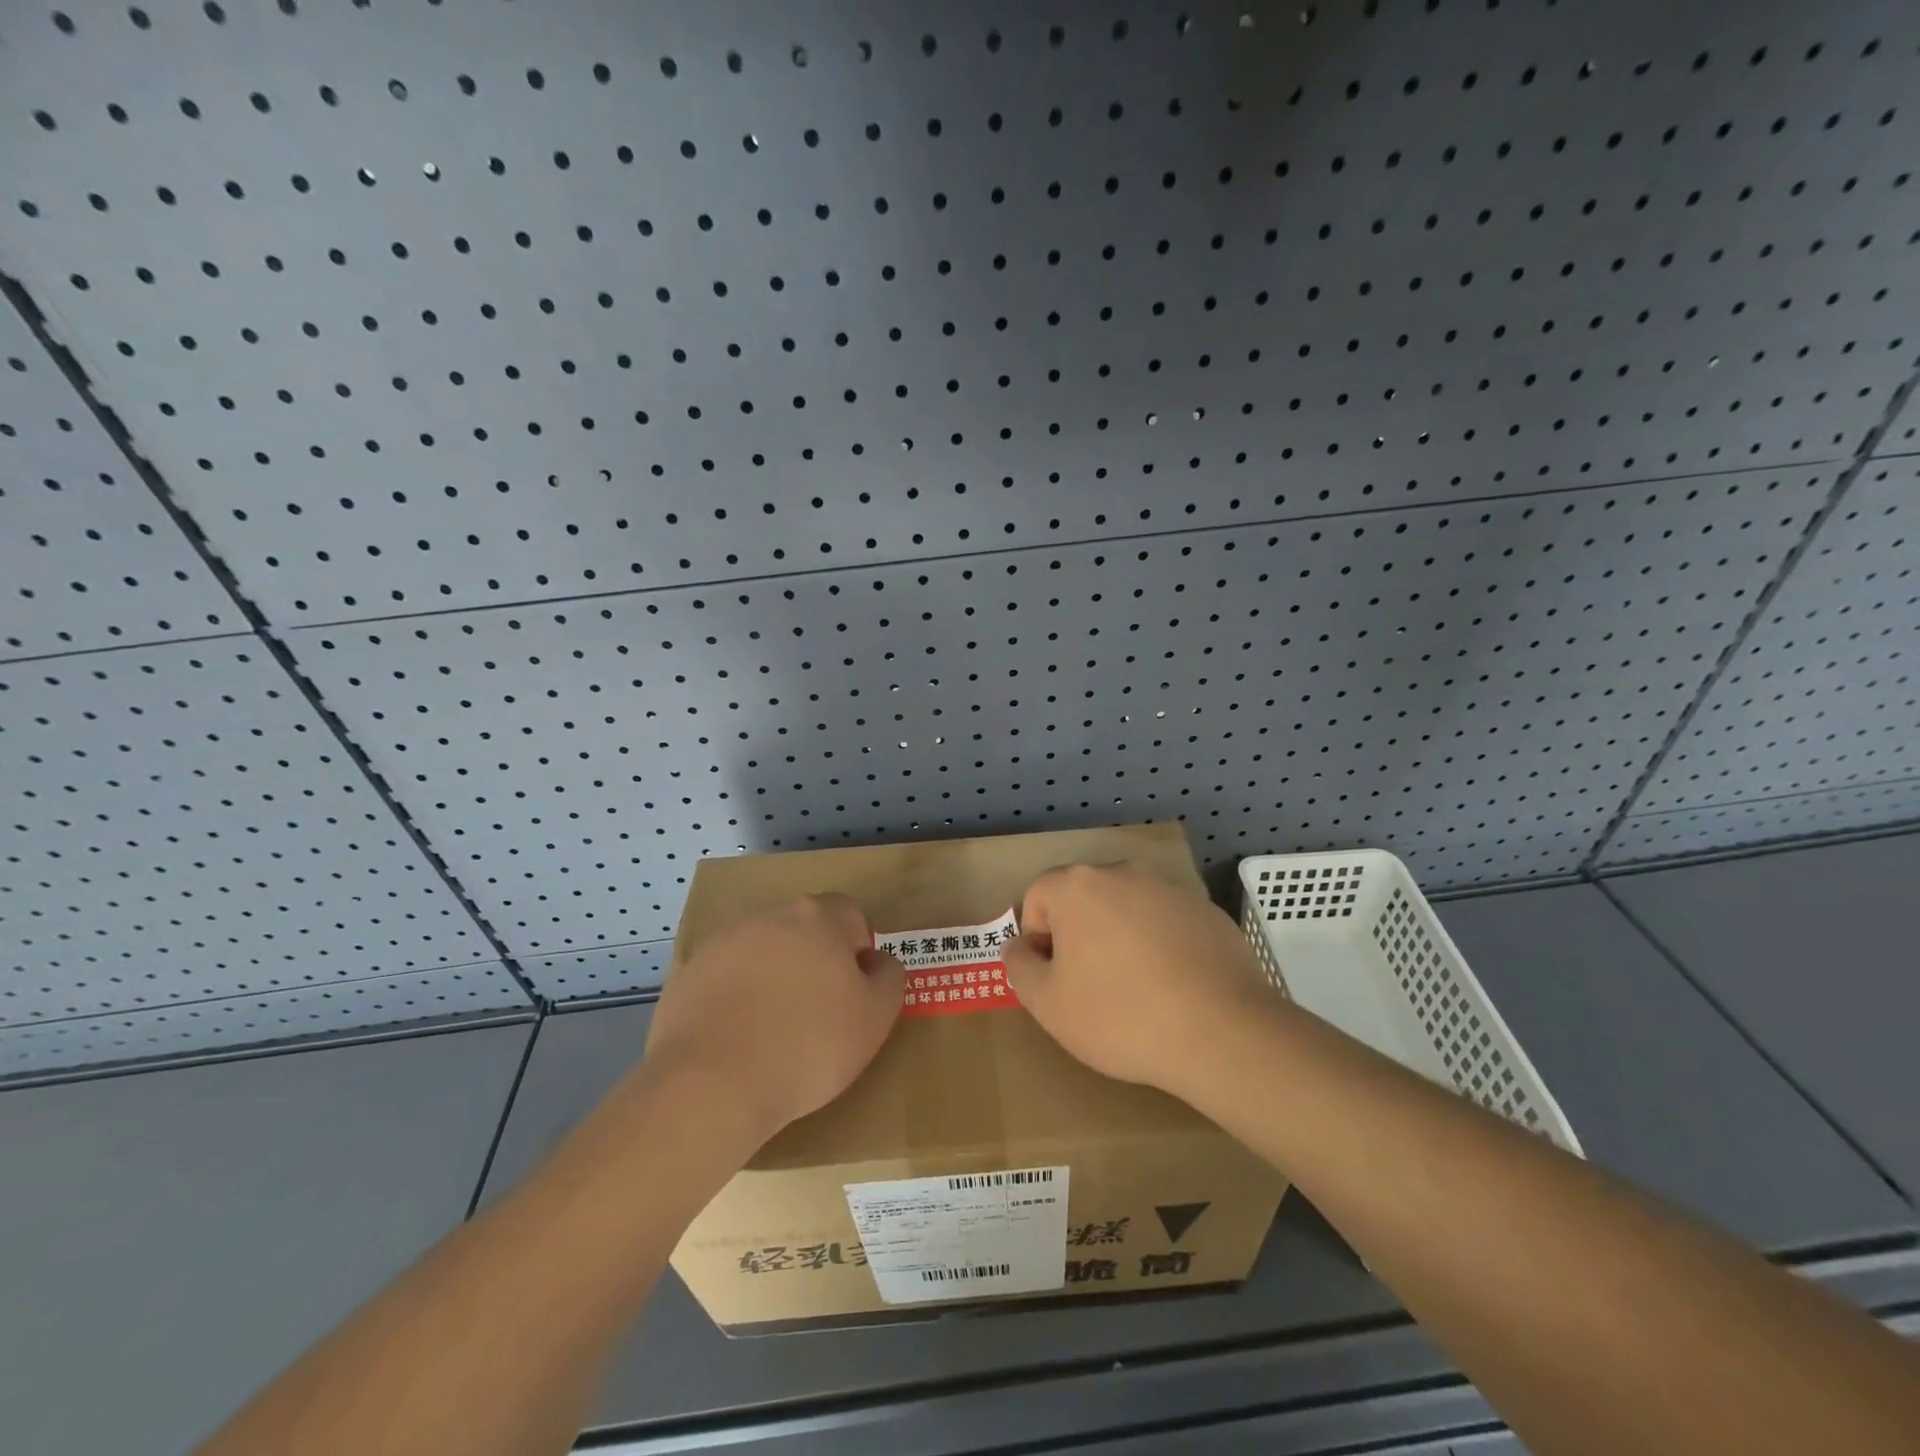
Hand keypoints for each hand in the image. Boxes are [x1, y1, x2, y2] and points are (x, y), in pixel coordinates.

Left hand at [641, 895, 904, 1150]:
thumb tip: (877, 962)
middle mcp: (770, 916)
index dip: (858, 953)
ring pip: (764, 953)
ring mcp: (723, 943)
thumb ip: (888, 978)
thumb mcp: (875, 1018)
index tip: (853, 994)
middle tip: (819, 1014)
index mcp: (818, 917)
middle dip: (815, 962)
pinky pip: (726, 980)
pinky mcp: (688, 975)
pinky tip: (739, 1040)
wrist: (710, 1085)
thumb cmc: (808, 1046)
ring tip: (775, 1032)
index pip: (851, 915)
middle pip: (804, 930)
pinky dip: (737, 1000)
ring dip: (774, 979)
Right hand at [1002, 863, 1276, 1099]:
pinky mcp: (1206, 910)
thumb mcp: (1048, 1004)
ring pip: (1126, 908)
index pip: (1037, 897)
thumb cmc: (1120, 1016)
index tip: (1056, 979)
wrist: (1222, 1032)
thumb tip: (1021, 946)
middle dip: (1078, 935)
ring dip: (1119, 938)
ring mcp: (1170, 888)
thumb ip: (1019, 967)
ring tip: (1135, 991)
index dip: (1037, 939)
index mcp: (1078, 886)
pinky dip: (1160, 945)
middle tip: (1091, 986)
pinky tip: (1173, 988)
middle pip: (1082, 898)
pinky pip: (1165, 922)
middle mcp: (1123, 873)